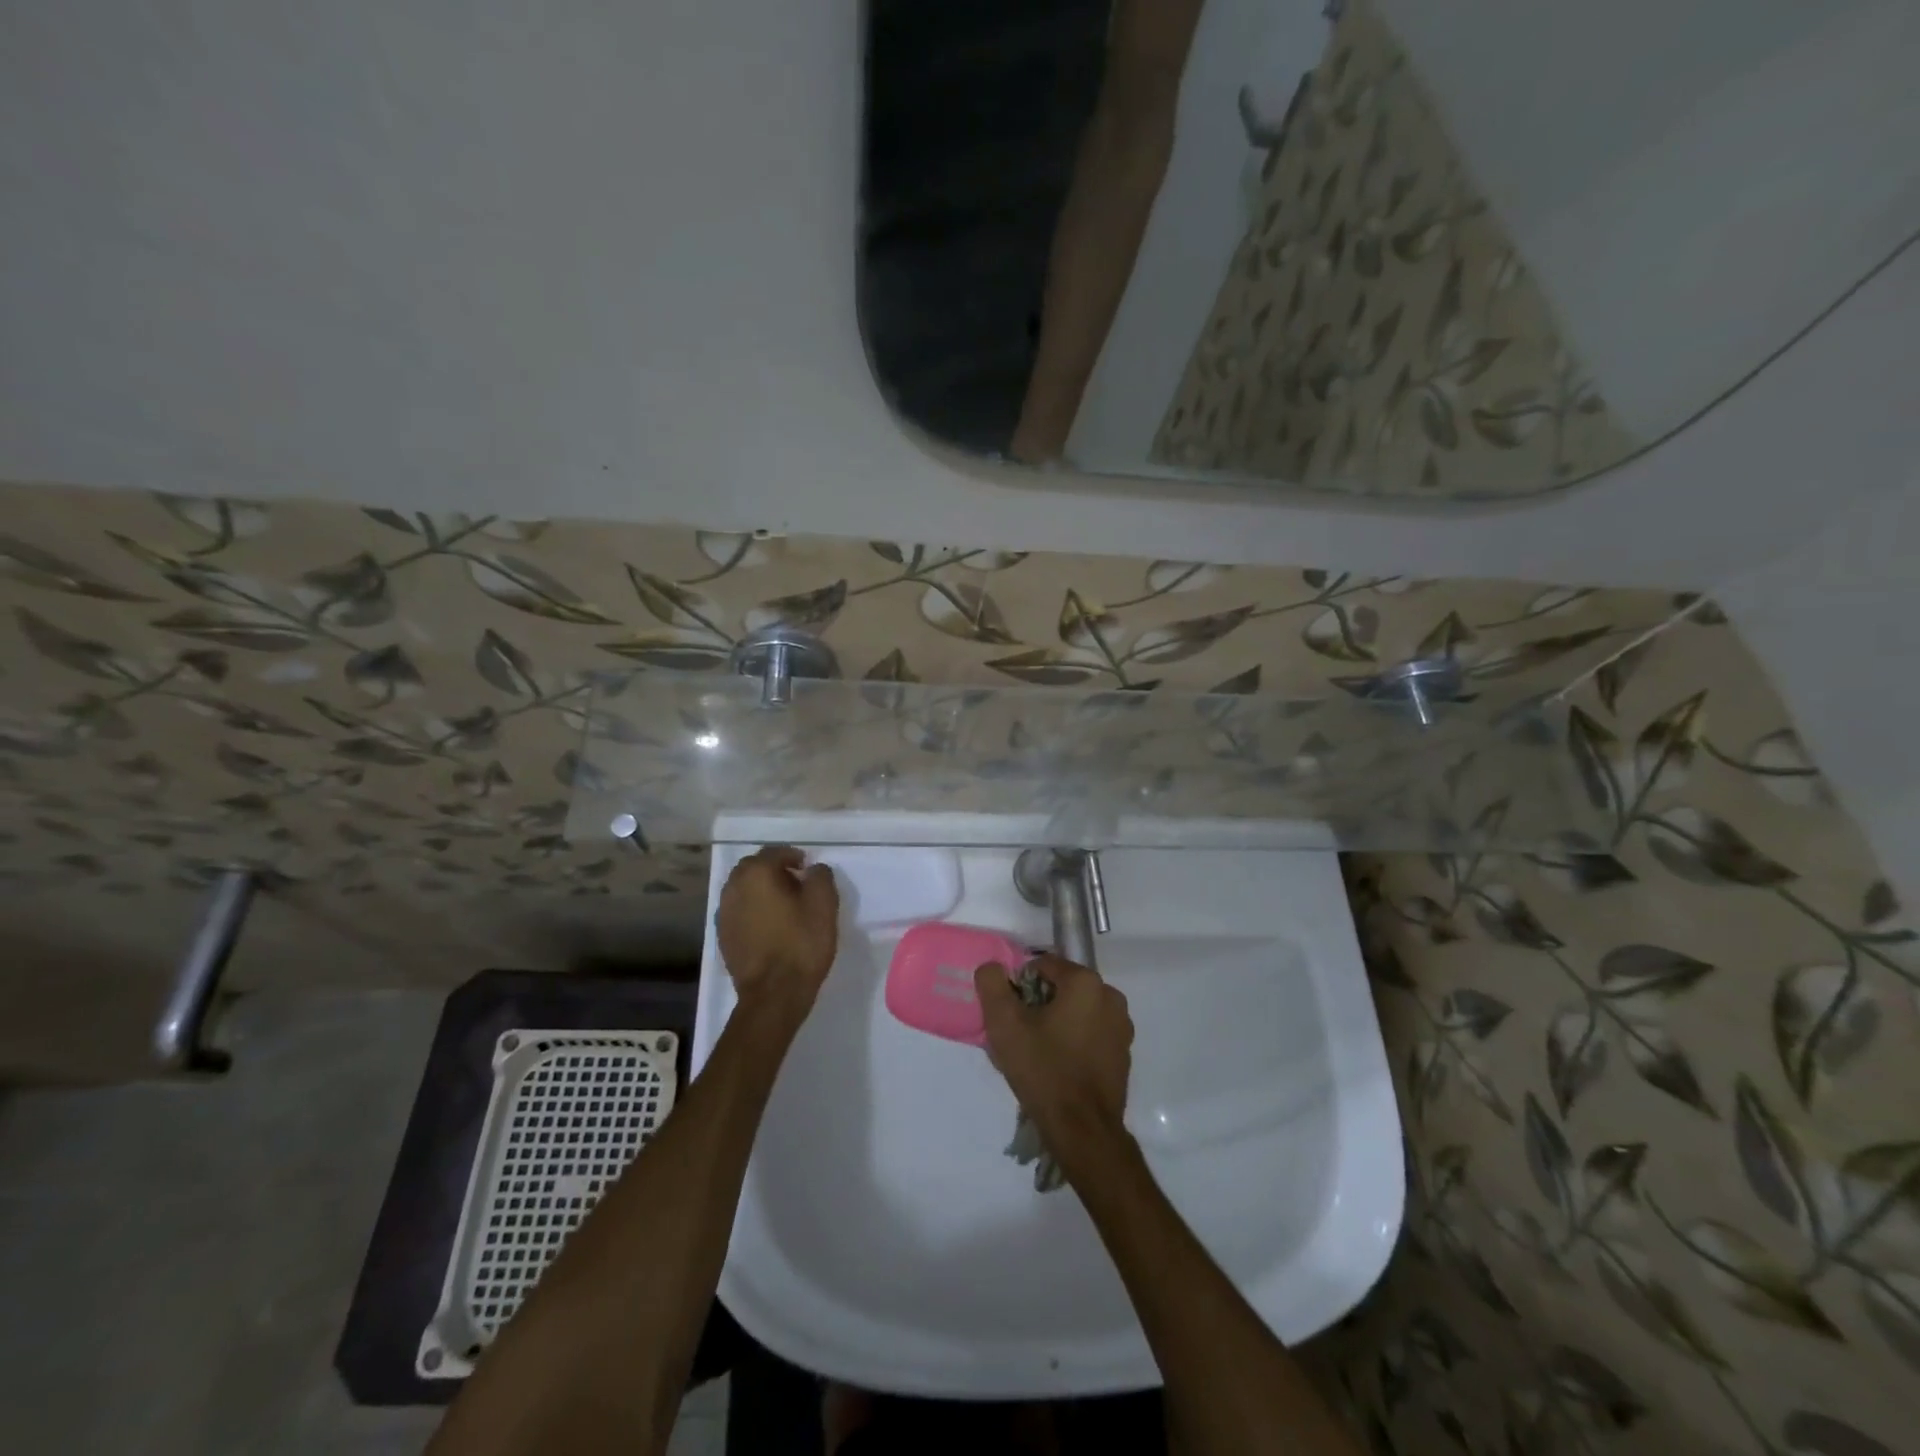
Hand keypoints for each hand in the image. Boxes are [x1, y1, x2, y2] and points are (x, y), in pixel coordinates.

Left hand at [716, 846, 838, 1018]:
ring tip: (783, 904)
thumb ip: (820, 876)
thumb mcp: (824, 904)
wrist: (774, 994)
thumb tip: (812, 870)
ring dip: (761, 889)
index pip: (774, 852)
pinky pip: (739, 910)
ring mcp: (724, 913)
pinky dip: (752, 908)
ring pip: (743, 889)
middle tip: (796, 882)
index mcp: (757, 874)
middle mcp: (734, 887)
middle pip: (753, 867)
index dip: (793, 856)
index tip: (808, 868)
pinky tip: (769, 924)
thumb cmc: (801, 943)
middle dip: (773, 869)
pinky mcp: (722, 935)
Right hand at [974, 955, 1132, 1153]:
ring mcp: (1121, 1026)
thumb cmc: (1043, 1069)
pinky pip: (1091, 1033)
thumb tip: (993, 968)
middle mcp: (1110, 996)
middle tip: (1020, 1035)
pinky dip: (1074, 1040)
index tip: (1010, 1015)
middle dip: (1039, 1005)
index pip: (1042, 966)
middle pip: (1062, 987)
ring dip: (1057, 1023)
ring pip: (1077, 1011)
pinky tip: (1059, 1066)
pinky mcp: (1124, 1053)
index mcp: (1085, 982)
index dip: (1020, 986)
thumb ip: (992, 983)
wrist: (1082, 1130)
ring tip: (1038, 1053)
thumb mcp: (1004, 1023)